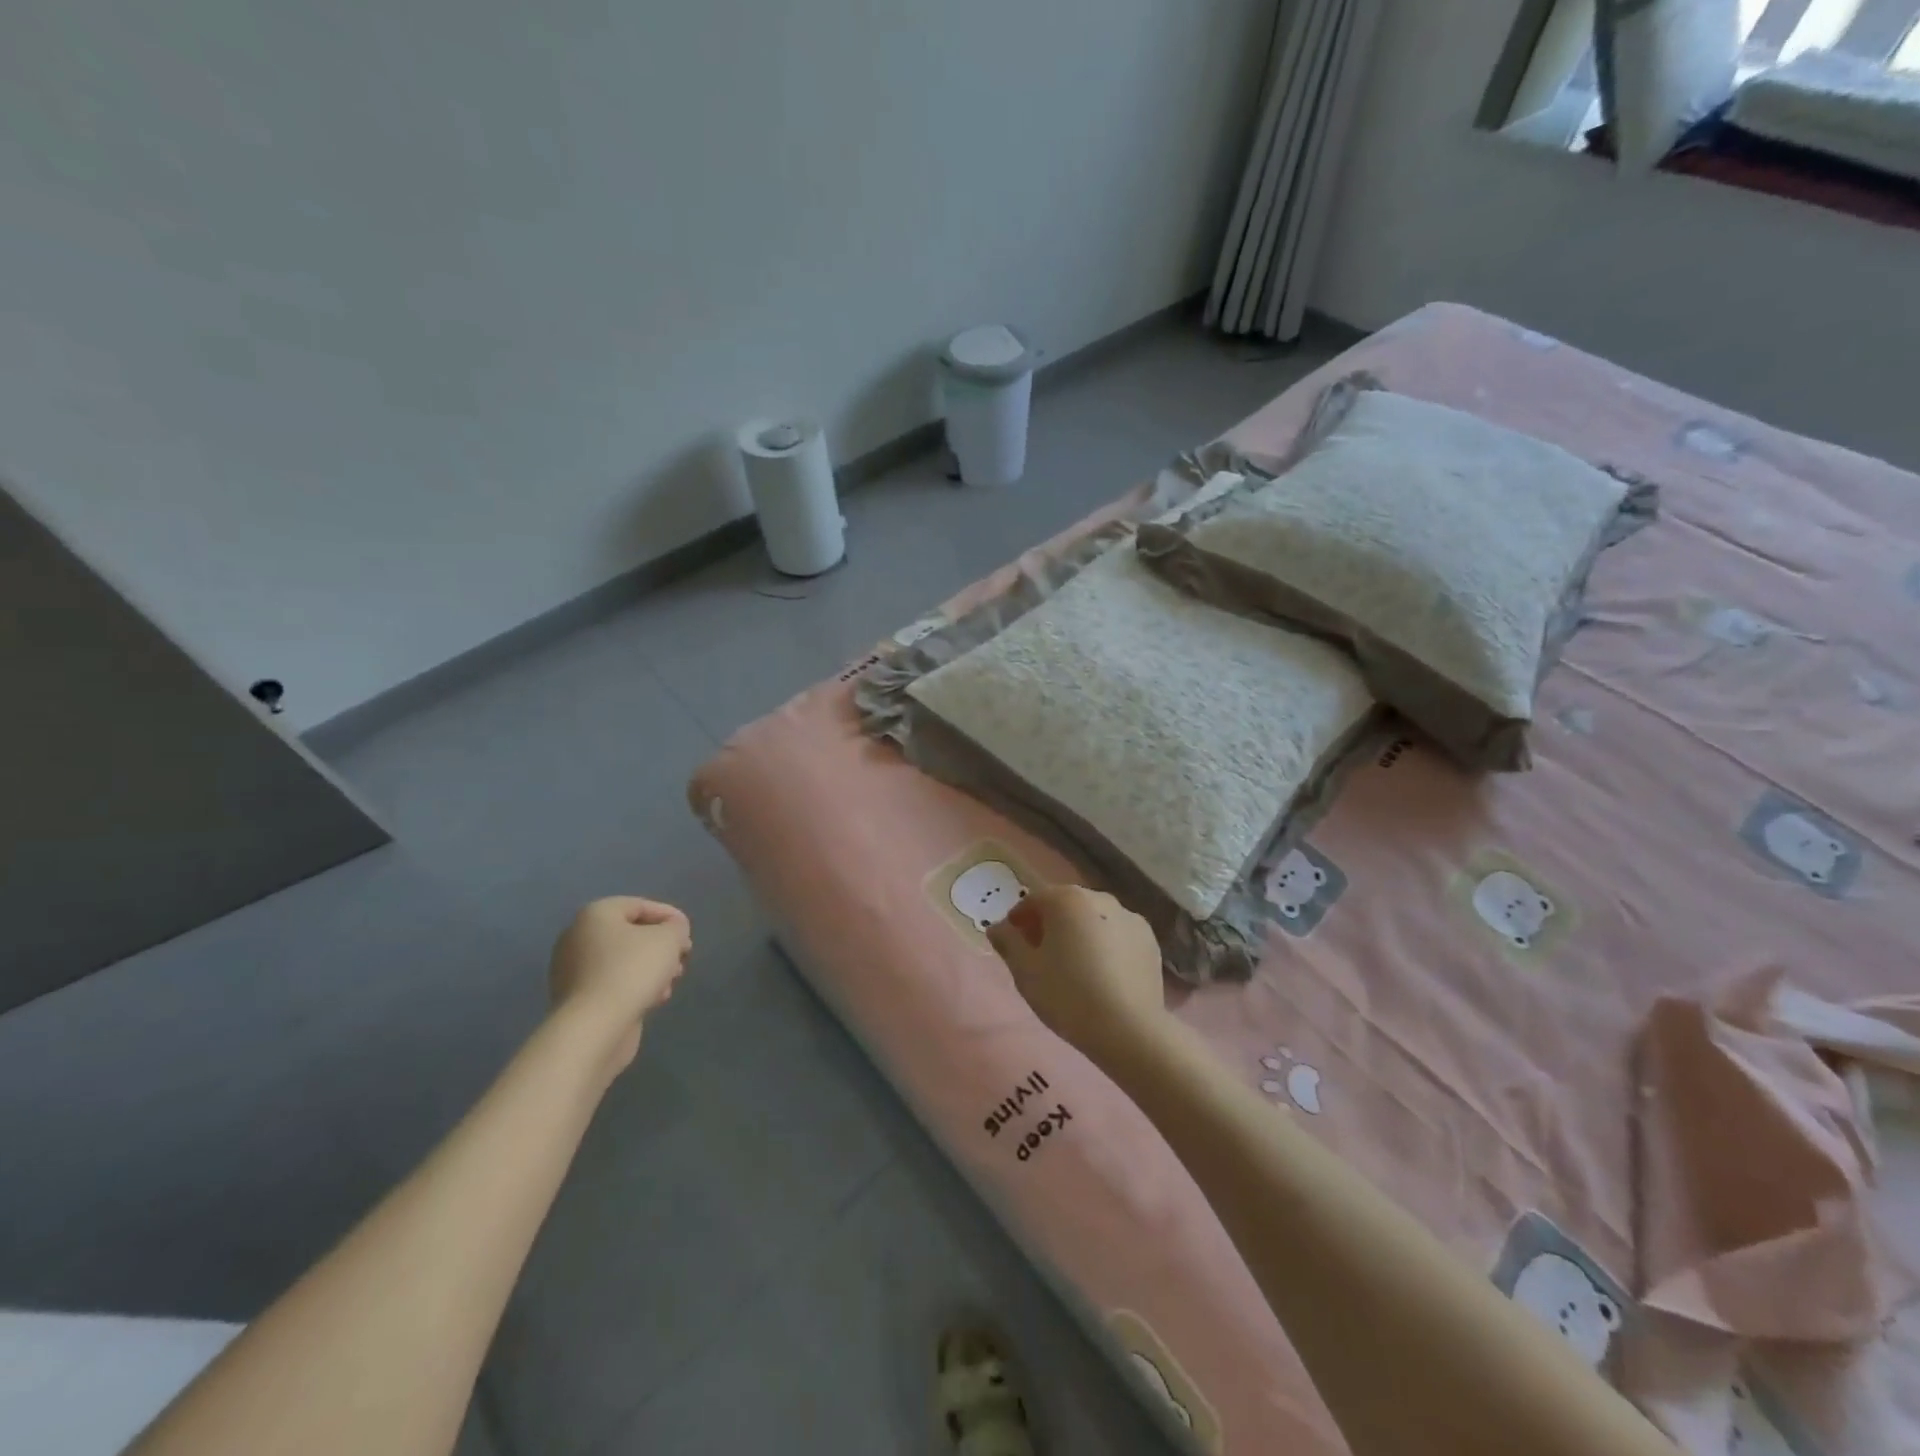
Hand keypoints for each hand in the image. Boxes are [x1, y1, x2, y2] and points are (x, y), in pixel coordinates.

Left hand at [549, 897, 691, 1072]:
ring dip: (651, 969)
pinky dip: (635, 987)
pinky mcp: (577, 999)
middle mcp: (578, 937)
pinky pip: (613, 984)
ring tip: (671, 983)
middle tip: (682, 959)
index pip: (640, 905)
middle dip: (661, 946)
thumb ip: (676, 927)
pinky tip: (654, 1000)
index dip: (670, 916)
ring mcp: (573, 970)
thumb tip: (674, 930)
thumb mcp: (669, 938)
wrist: (594, 1027)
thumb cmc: (632, 971)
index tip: (688, 934)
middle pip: (631, 934)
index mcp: (595, 915)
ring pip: (623, 961)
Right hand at [986, 885, 1167, 1069]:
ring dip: (1080, 934)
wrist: (1128, 1029)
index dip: (1018, 920)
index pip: (1033, 900)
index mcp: (1066, 899)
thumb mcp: (1025, 971)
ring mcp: (1130, 918)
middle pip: (1066, 906)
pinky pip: (1117, 937)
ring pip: (1094, 920)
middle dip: (1050, 925)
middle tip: (1040, 956)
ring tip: (1074, 968)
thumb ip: (1008, 943)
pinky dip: (1106, 947)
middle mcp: (1100, 898)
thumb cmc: (1067, 995)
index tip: (1012, 944)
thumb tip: (998, 928)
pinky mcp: (1150, 942)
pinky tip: (1102, 976)